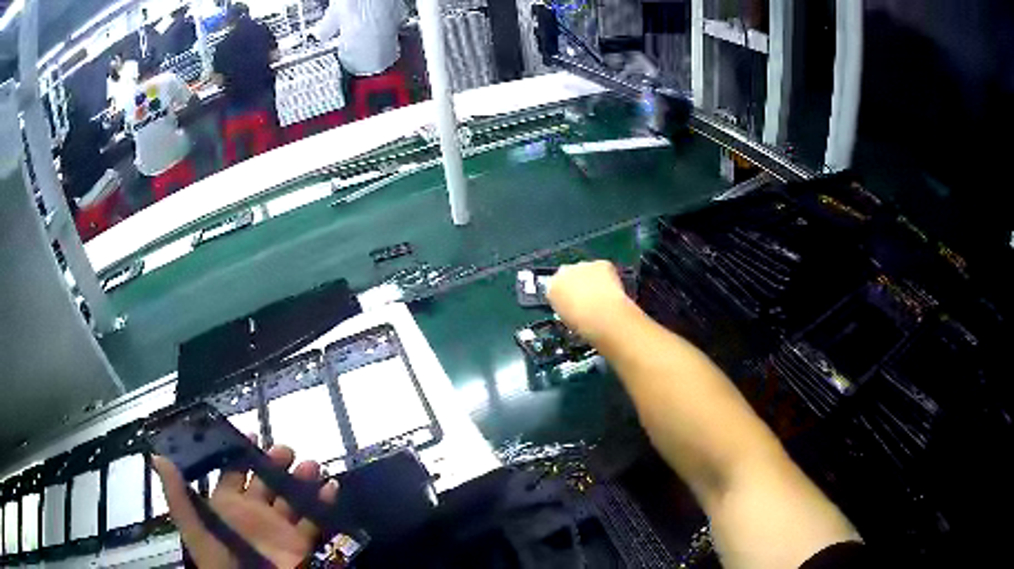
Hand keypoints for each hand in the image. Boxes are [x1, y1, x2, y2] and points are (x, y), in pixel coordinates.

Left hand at [152, 439, 338, 568]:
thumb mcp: (194, 530)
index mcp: (228, 506)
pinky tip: (331, 488)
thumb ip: (178, 496)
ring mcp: (279, 528)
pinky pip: (315, 521)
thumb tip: (157, 456)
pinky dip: (324, 504)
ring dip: (302, 480)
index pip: (233, 472)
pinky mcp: (301, 544)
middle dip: (276, 463)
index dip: (241, 453)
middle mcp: (254, 513)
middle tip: (287, 449)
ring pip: (292, 497)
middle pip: (266, 481)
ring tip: (311, 465)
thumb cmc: (220, 562)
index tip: (252, 435)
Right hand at [547, 261, 636, 341]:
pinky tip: (611, 290)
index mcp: (551, 288)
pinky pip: (603, 268)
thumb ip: (565, 307)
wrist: (602, 316)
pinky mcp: (601, 264)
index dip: (565, 294)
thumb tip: (572, 306)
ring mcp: (582, 265)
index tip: (572, 302)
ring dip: (591, 280)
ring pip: (587, 270)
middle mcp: (563, 272)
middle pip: (569, 274)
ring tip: (601, 297)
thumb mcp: (566, 319)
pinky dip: (607, 277)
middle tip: (587, 298)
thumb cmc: (582, 324)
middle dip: (577, 283)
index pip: (554, 286)